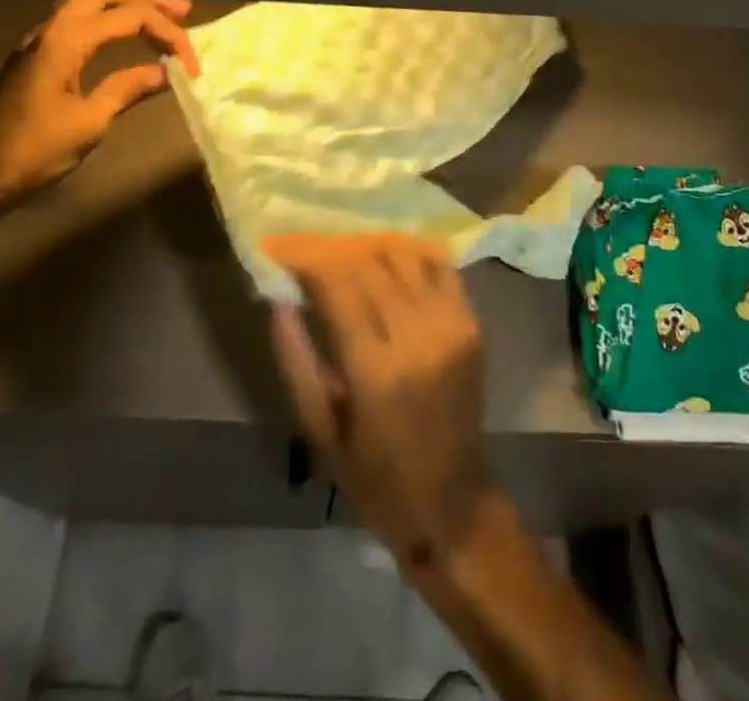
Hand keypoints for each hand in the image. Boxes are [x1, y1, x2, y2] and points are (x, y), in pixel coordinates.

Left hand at [0, 0, 199, 226]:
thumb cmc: (30, 152)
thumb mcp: (88, 123)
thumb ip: (127, 89)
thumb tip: (165, 72)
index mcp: (64, 41)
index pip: (129, 19)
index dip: (168, 35)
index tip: (193, 65)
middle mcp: (50, 30)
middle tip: (182, 10)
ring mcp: (37, 43)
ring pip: (86, 5)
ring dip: (123, 5)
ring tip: (158, 15)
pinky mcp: (33, 59)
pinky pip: (75, 22)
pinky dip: (105, 19)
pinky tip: (118, 34)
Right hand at [264, 233, 492, 577]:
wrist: (451, 503)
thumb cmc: (375, 477)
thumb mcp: (320, 431)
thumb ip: (296, 360)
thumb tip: (278, 300)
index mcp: (376, 369)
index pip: (337, 284)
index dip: (305, 259)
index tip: (280, 250)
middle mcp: (417, 336)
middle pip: (368, 263)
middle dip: (330, 248)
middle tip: (305, 249)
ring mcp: (450, 325)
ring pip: (403, 255)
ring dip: (368, 245)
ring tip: (342, 252)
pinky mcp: (470, 323)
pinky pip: (440, 265)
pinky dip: (410, 251)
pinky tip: (387, 255)